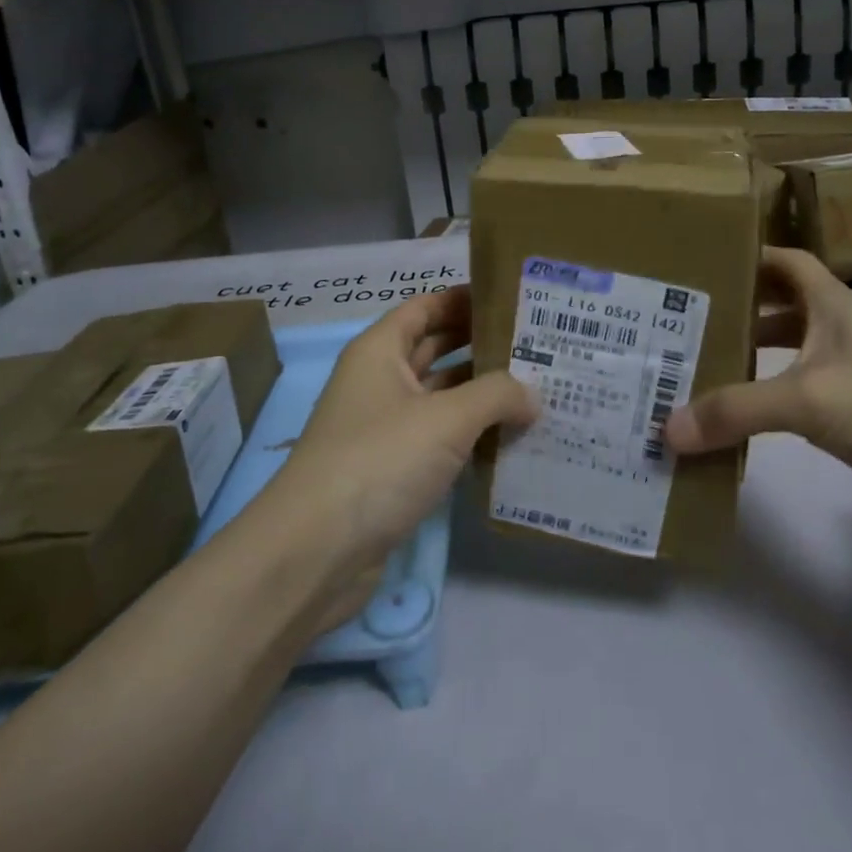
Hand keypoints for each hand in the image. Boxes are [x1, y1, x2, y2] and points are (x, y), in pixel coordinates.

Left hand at [266, 287, 536, 594]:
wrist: (315, 553)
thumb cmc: (378, 461)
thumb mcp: (446, 419)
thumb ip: (496, 395)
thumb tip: (533, 394)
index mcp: (380, 351)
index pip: (426, 306)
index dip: (465, 298)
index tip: (512, 299)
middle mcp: (379, 381)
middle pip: (435, 348)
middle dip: (481, 345)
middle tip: (536, 344)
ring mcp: (384, 427)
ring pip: (440, 396)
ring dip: (480, 393)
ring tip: (535, 388)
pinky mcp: (392, 470)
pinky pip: (438, 438)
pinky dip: (469, 434)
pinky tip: (509, 437)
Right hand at [662, 247, 851, 522]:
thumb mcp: (809, 398)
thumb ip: (737, 409)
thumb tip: (668, 428)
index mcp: (832, 303)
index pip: (785, 260)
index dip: (748, 255)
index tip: (702, 262)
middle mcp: (839, 330)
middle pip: (780, 308)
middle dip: (738, 311)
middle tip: (682, 322)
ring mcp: (851, 375)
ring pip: (789, 355)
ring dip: (750, 358)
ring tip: (696, 367)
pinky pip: (800, 399)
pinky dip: (769, 402)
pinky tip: (738, 418)